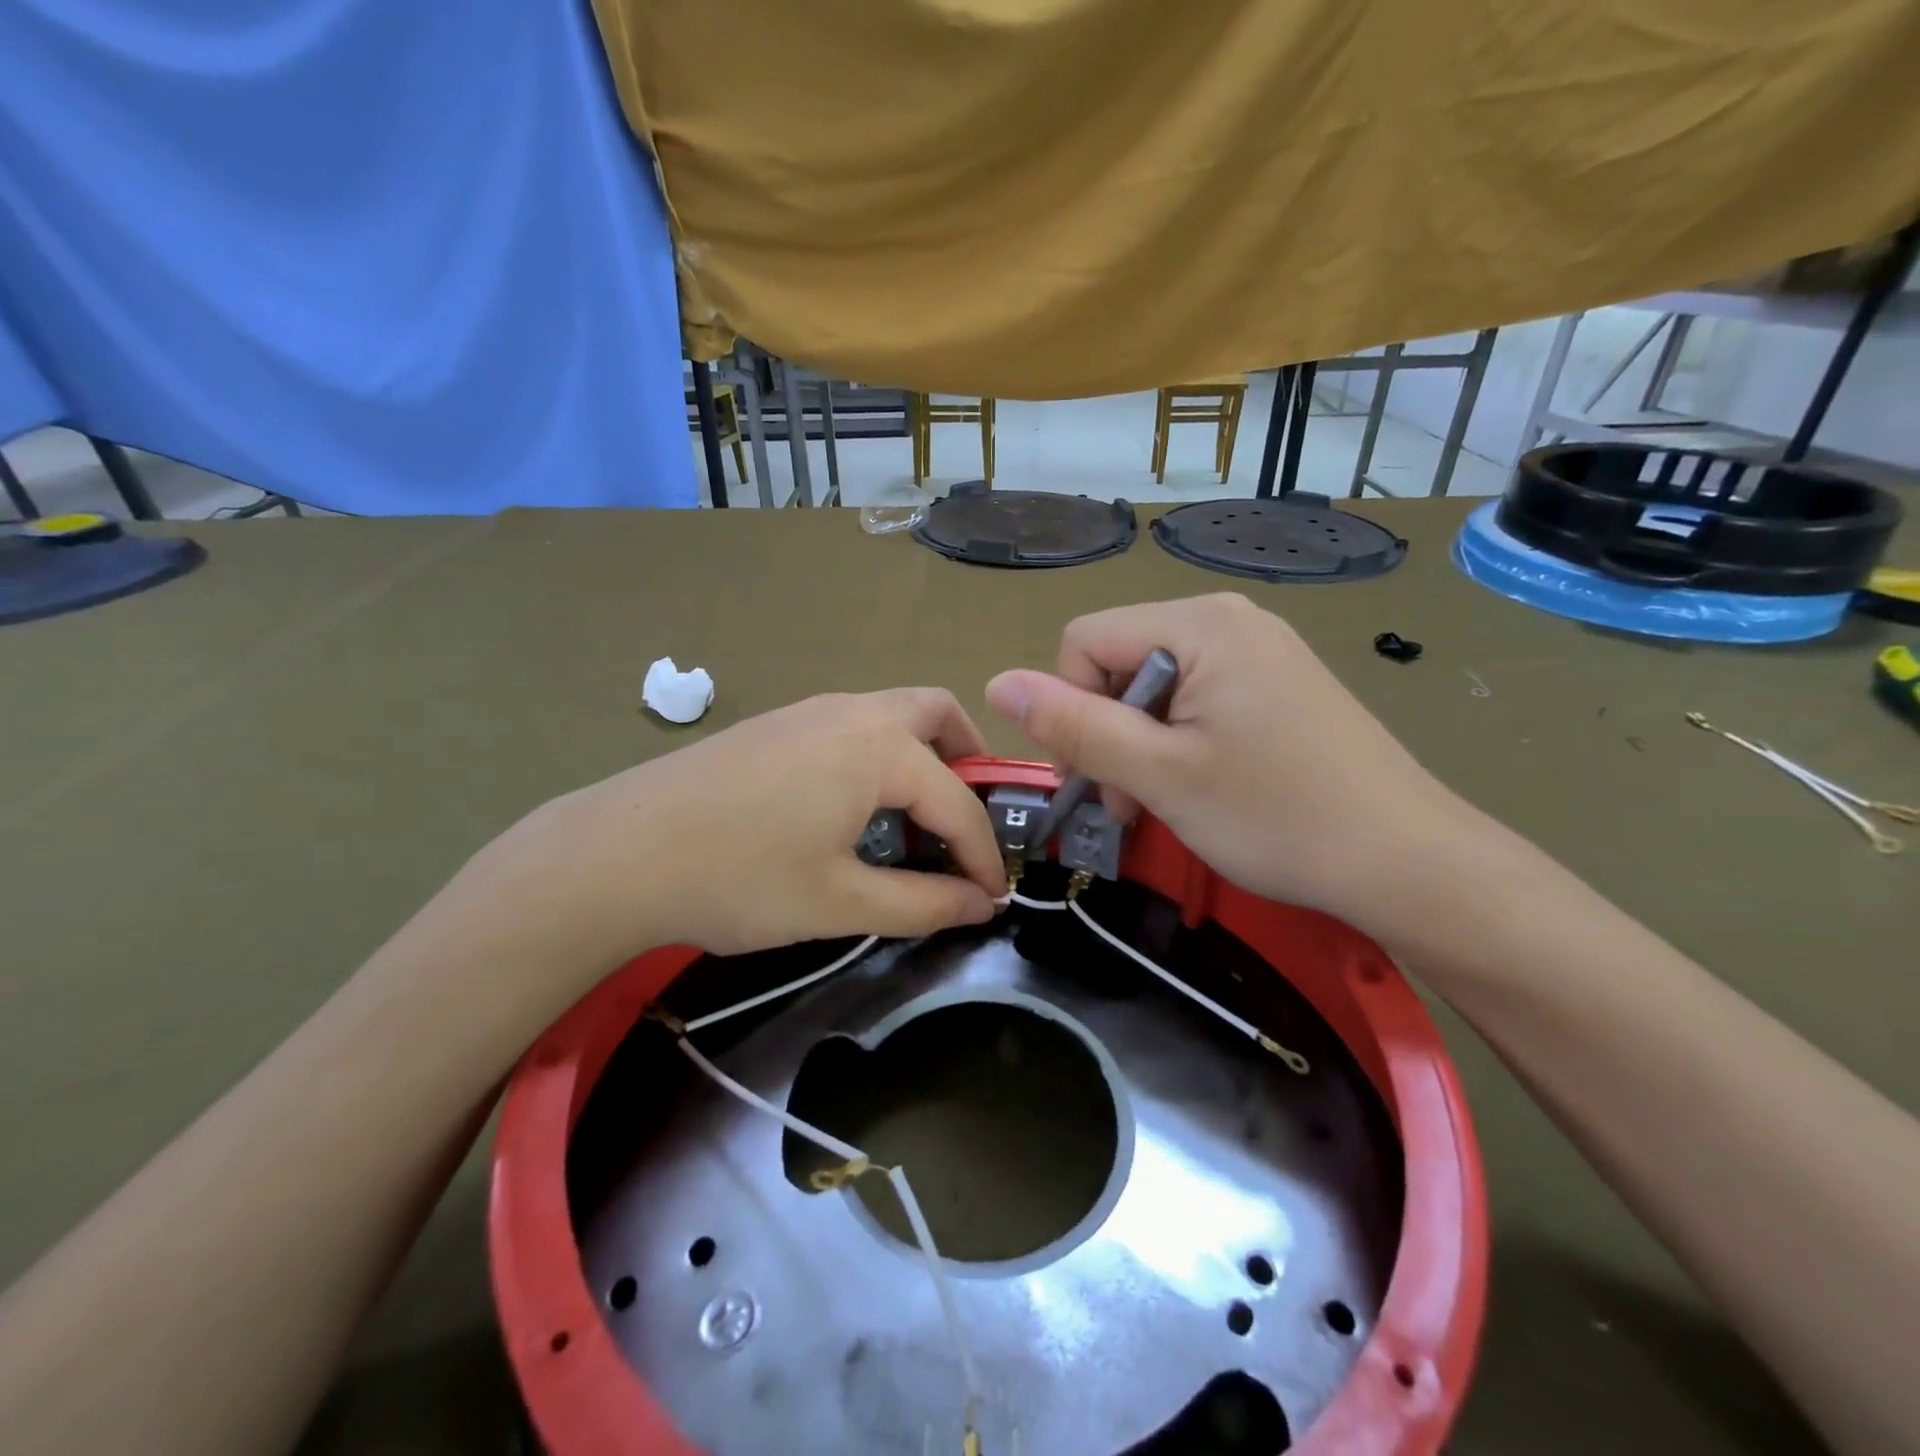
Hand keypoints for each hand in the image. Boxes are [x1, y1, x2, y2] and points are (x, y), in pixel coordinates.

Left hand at [448, 690, 1006, 966]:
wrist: (618, 853)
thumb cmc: (740, 878)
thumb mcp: (841, 903)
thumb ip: (923, 904)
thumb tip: (980, 905)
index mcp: (880, 748)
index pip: (957, 801)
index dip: (983, 852)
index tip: (993, 896)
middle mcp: (853, 712)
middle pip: (936, 713)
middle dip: (967, 761)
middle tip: (966, 817)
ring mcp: (809, 710)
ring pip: (891, 714)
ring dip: (921, 757)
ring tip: (914, 818)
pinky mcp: (776, 724)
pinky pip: (852, 727)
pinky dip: (878, 756)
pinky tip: (852, 808)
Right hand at [985, 593, 1476, 944]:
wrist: (1409, 862)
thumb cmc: (1276, 816)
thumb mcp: (1159, 774)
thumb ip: (1073, 725)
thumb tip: (995, 683)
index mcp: (1200, 624)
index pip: (1084, 642)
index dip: (1069, 708)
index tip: (1095, 779)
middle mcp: (1230, 618)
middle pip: (1119, 660)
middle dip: (1107, 730)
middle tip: (1130, 802)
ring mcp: (1260, 649)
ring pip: (1155, 684)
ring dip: (1140, 743)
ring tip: (1166, 800)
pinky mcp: (1278, 682)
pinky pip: (1199, 696)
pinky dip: (1179, 740)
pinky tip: (1203, 785)